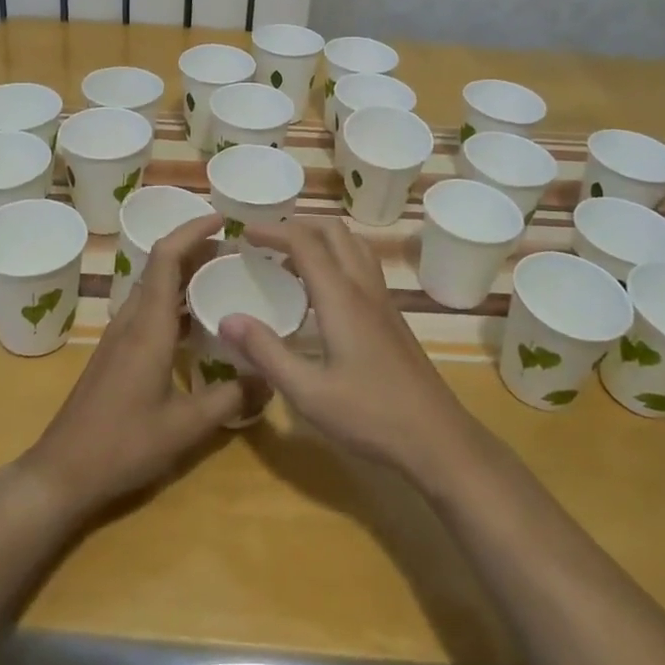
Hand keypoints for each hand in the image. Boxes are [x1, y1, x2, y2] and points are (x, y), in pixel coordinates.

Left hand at [21, 213, 258, 518]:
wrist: (62, 472)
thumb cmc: (123, 444)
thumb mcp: (186, 426)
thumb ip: (231, 398)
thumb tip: (270, 377)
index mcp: (148, 325)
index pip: (166, 257)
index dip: (192, 230)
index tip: (224, 219)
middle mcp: (132, 320)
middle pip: (161, 266)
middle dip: (197, 249)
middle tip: (237, 251)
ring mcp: (120, 336)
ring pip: (155, 288)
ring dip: (186, 275)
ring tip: (225, 279)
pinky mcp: (116, 352)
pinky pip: (149, 310)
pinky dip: (176, 302)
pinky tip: (200, 324)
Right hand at [221, 219, 487, 490]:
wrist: (438, 438)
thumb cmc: (371, 415)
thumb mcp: (308, 392)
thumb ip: (267, 352)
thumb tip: (226, 319)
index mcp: (341, 297)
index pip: (305, 243)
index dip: (273, 230)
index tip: (243, 232)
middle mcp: (363, 288)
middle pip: (333, 232)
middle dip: (298, 226)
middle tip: (265, 241)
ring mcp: (383, 301)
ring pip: (353, 245)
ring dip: (321, 239)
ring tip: (291, 259)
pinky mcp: (392, 317)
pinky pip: (362, 266)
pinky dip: (337, 258)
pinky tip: (322, 292)